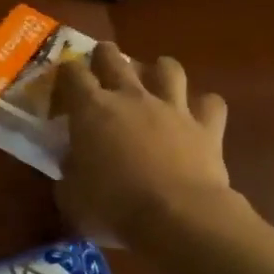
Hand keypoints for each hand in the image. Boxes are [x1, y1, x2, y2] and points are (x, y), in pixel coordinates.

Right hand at [55, 43, 231, 241]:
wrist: (177, 217)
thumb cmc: (114, 207)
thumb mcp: (71, 196)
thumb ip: (69, 172)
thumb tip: (72, 163)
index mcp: (91, 110)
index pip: (72, 74)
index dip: (66, 73)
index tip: (63, 83)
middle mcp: (131, 97)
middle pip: (114, 58)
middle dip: (104, 56)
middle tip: (102, 63)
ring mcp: (172, 108)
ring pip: (168, 68)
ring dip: (159, 70)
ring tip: (155, 78)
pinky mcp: (206, 126)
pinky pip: (211, 103)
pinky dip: (204, 106)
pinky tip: (198, 115)